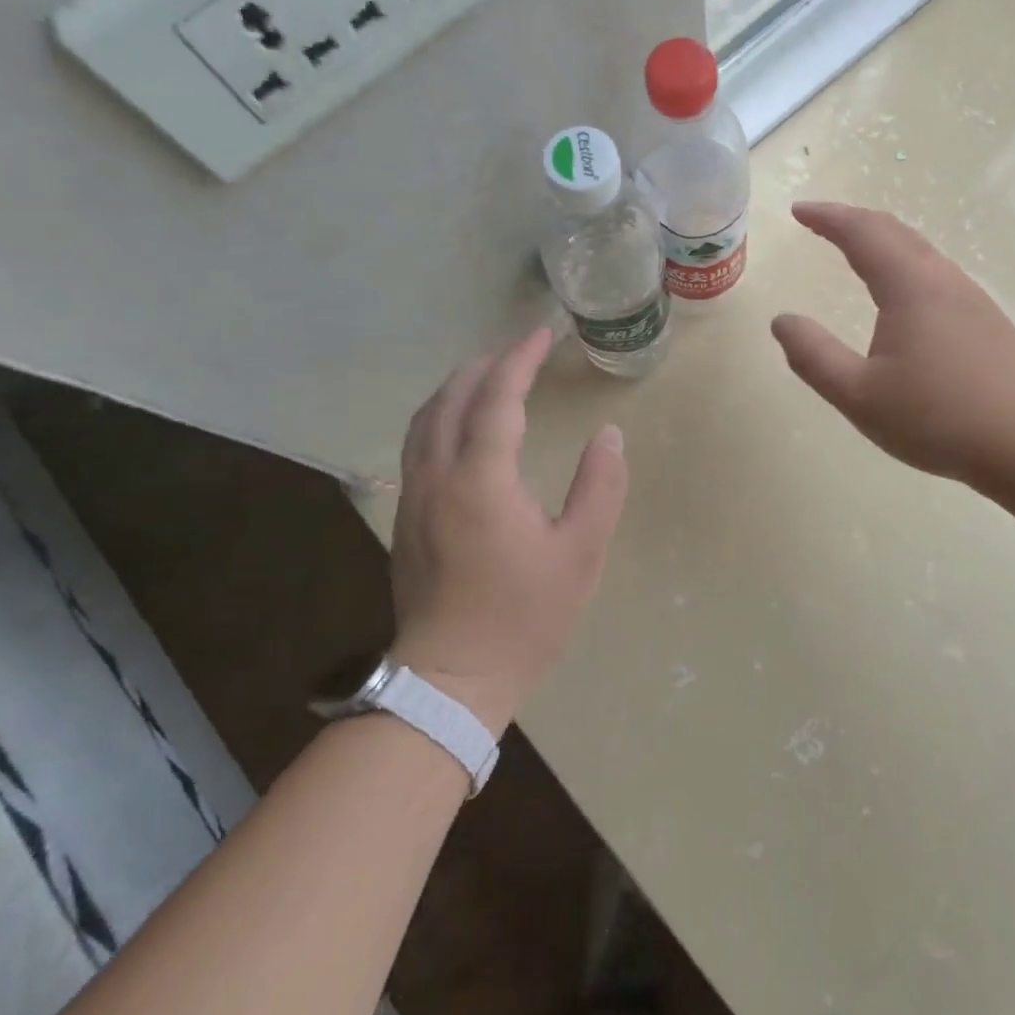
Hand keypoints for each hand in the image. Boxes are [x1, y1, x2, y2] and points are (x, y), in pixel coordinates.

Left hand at [389, 328, 628, 731]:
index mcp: (481, 480)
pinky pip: (417, 445)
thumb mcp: (580, 553)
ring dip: (456, 387)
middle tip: (519, 350)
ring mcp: (413, 496)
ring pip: (425, 420)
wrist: (451, 680)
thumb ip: (599, 487)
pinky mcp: (405, 517)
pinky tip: (459, 425)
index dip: (520, 360)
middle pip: (452, 398)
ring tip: (487, 375)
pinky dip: (440, 415)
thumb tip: (609, 435)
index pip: (498, 398)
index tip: (542, 335)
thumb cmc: (525, 617)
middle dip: (485, 365)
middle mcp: (437, 476)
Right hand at [771, 202, 1014, 494]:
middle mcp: (942, 280)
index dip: (828, 217)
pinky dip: (904, 263)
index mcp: (909, 287)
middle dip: (853, 220)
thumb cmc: (937, 417)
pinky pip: (935, 272)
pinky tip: (901, 292)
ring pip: (920, 250)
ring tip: (854, 249)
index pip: (862, 233)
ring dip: (882, 240)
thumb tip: (782, 321)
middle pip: (894, 231)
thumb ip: (813, 356)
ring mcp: (970, 298)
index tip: (799, 210)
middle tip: (820, 222)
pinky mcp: (986, 320)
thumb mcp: (859, 395)